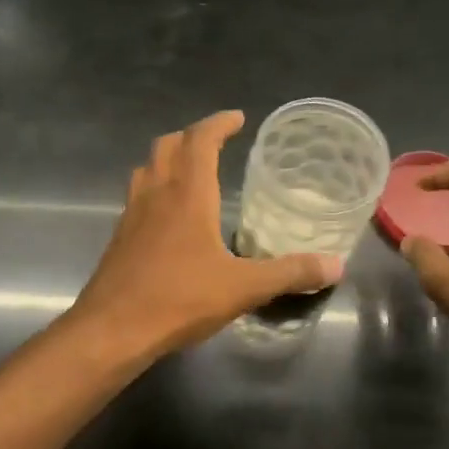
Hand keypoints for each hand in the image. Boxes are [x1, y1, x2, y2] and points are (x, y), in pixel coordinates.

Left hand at [69, 111, 342, 360]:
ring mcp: (132, 215)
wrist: (112, 330)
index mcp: (187, 194)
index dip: (219, 124)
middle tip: (216, 141)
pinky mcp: (120, 238)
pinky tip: (168, 215)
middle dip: (192, 136)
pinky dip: (155, 187)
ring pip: (147, 168)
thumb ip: (290, 273)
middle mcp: (157, 194)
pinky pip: (137, 196)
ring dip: (169, 158)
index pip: (200, 140)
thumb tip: (336, 266)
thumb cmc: (179, 299)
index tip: (238, 118)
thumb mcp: (244, 287)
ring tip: (191, 169)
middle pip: (168, 145)